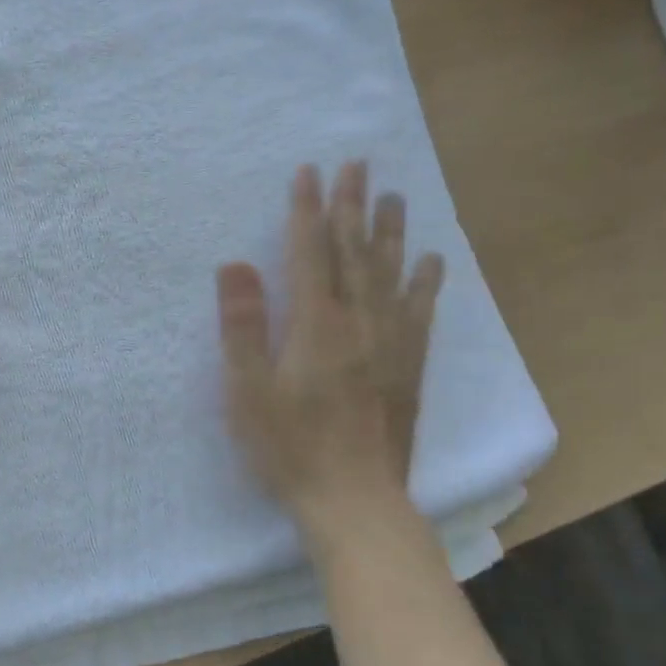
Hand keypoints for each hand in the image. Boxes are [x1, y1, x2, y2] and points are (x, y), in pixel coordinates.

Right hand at [217, 161, 444, 515]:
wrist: (355, 501)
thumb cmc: (289, 448)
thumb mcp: (248, 391)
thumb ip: (242, 327)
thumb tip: (235, 265)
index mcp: (317, 326)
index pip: (311, 253)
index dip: (308, 210)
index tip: (309, 172)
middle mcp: (360, 323)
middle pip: (355, 253)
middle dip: (352, 206)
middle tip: (357, 164)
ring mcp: (390, 344)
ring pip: (390, 274)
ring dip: (390, 231)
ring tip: (394, 196)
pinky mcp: (408, 367)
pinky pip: (419, 312)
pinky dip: (424, 282)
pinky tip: (431, 261)